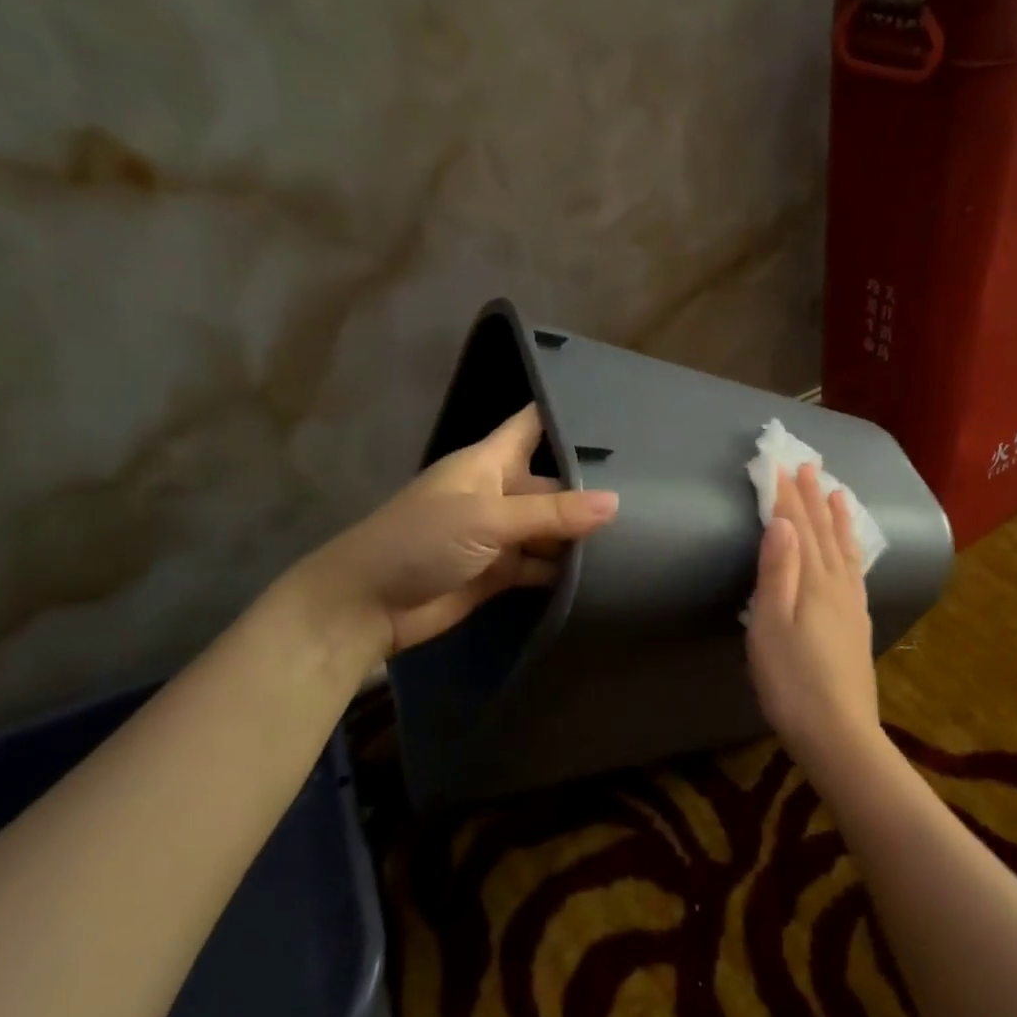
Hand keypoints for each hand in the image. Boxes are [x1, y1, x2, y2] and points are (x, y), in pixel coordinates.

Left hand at [298, 405, 617, 657]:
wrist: (367, 606)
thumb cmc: (420, 541)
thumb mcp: (488, 518)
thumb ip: (552, 514)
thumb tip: (616, 503)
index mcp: (489, 462)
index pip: (533, 425)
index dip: (568, 415)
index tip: (618, 411)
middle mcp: (498, 492)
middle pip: (553, 482)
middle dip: (591, 486)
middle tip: (650, 489)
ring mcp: (499, 534)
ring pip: (550, 527)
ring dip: (581, 533)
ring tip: (640, 530)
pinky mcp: (500, 572)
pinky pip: (541, 564)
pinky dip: (565, 568)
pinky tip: (604, 570)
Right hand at [746, 462, 880, 761]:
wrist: (839, 733)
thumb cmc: (792, 682)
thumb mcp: (771, 626)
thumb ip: (777, 572)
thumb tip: (780, 522)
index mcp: (814, 582)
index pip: (798, 529)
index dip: (788, 498)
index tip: (781, 467)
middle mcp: (838, 586)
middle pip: (824, 533)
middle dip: (813, 499)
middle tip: (810, 466)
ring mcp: (852, 605)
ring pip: (845, 549)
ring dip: (838, 519)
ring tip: (838, 494)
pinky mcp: (858, 624)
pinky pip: (857, 572)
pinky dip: (853, 550)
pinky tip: (853, 551)